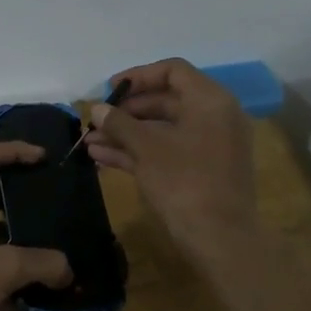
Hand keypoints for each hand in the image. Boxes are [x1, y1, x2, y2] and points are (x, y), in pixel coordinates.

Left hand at [0, 142, 71, 310]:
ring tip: (52, 248)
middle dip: (21, 197)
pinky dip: (8, 275)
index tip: (45, 158)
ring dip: (18, 239)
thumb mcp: (0, 270)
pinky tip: (34, 296)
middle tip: (53, 203)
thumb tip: (67, 268)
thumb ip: (40, 263)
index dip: (15, 150)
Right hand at [86, 58, 258, 260]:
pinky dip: (138, 152)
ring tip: (90, 142)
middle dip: (126, 111)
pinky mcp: (201, 171)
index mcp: (210, 101)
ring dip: (126, 134)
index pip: (173, 71)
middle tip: (96, 120)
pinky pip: (167, 150)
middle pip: (165, 100)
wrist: (220, 240)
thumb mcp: (146, 148)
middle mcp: (214, 117)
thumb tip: (96, 109)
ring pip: (162, 129)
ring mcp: (209, 146)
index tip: (110, 89)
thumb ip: (119, 123)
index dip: (138, 76)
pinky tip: (103, 158)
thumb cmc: (185, 181)